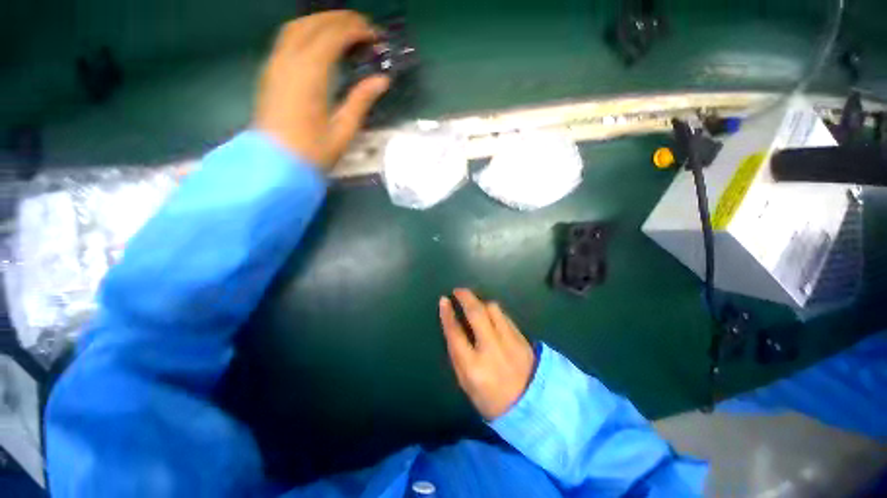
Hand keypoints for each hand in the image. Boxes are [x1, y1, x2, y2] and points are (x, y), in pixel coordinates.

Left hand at [256, 11, 389, 168]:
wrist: (275, 165)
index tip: (375, 36)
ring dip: (321, 21)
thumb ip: (361, 100)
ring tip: (344, 30)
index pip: (333, 36)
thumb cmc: (312, 152)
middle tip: (364, 28)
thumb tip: (382, 79)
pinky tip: (320, 42)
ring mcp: (275, 63)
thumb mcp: (344, 130)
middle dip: (341, 19)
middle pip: (314, 23)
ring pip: (297, 26)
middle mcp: (289, 60)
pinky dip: (307, 31)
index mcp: (310, 74)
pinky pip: (287, 38)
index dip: (355, 30)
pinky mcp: (270, 72)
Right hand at [439, 289, 535, 419]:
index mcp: (474, 367)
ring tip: (474, 304)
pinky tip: (490, 315)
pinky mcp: (522, 338)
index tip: (443, 301)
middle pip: (476, 313)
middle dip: (465, 297)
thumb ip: (457, 355)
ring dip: (481, 303)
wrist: (533, 407)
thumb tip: (452, 327)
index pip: (456, 333)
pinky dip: (494, 312)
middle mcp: (492, 349)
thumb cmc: (492, 400)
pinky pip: (505, 316)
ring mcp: (510, 342)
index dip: (447, 314)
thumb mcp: (466, 384)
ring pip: (493, 309)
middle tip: (457, 291)